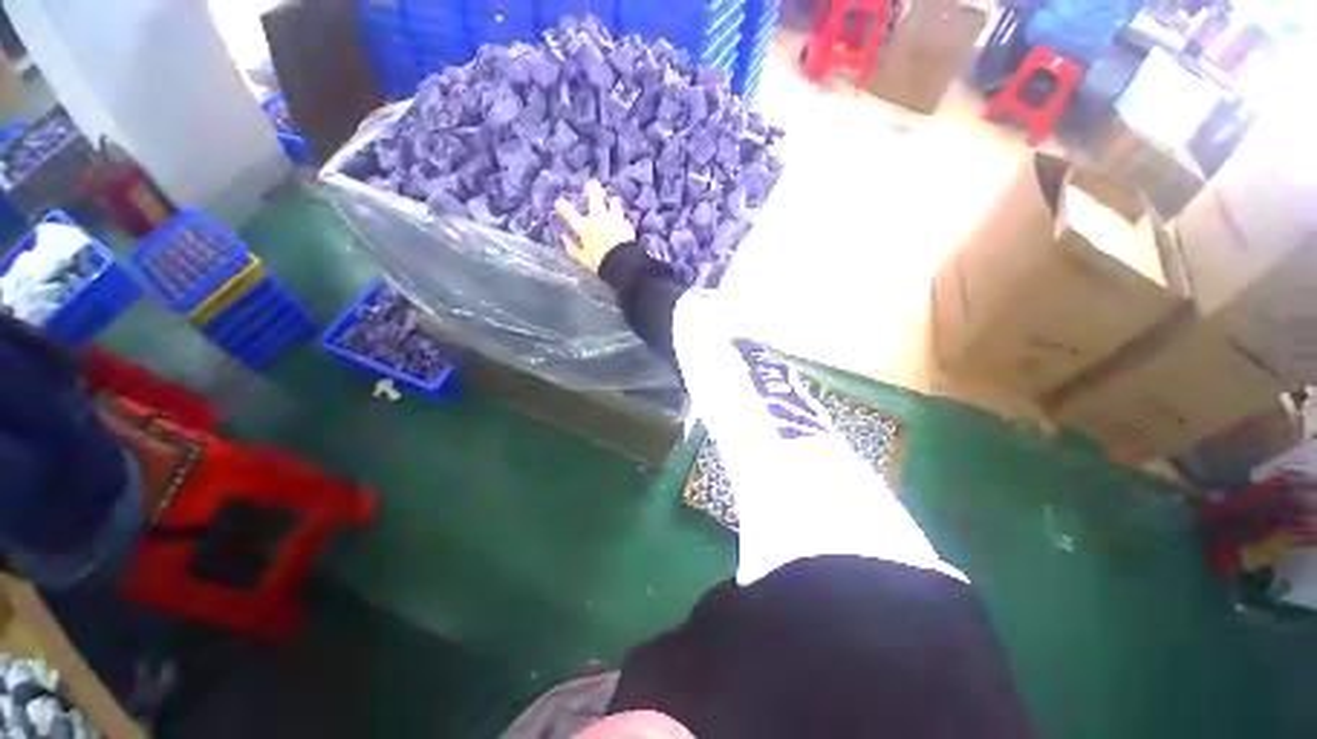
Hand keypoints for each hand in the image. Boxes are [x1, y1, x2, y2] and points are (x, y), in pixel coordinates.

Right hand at [555, 180, 634, 272]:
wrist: (623, 262)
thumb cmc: (599, 262)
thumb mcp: (581, 258)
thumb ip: (571, 247)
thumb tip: (563, 237)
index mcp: (584, 226)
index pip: (569, 212)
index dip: (562, 205)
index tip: (559, 201)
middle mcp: (598, 217)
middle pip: (595, 197)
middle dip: (593, 188)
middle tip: (592, 183)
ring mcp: (613, 217)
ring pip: (613, 201)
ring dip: (612, 201)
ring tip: (613, 200)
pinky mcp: (626, 221)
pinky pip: (622, 214)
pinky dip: (620, 216)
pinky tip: (621, 219)